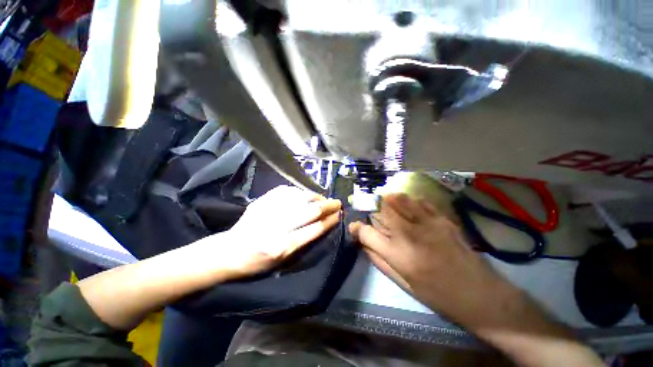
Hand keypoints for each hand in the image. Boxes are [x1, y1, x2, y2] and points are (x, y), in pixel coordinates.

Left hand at [209, 186, 341, 278]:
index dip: (329, 220)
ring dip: (315, 197)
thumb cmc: (257, 263)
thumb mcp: (282, 261)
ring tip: (323, 199)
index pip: (314, 229)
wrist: (228, 252)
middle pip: (309, 211)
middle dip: (327, 205)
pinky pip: (286, 191)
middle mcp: (277, 227)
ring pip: (300, 198)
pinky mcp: (262, 201)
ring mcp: (268, 211)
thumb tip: (321, 224)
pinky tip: (305, 194)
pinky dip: (299, 192)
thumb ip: (303, 243)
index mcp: (282, 247)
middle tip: (337, 203)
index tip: (339, 215)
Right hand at [348, 193, 514, 328]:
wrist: (480, 295)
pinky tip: (409, 206)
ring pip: (400, 199)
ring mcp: (427, 223)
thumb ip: (379, 261)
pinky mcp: (442, 219)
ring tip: (386, 202)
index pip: (366, 233)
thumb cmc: (438, 294)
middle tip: (369, 208)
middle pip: (382, 208)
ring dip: (389, 199)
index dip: (356, 228)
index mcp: (397, 254)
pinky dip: (409, 201)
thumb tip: (364, 244)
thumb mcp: (403, 283)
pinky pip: (419, 201)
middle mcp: (409, 234)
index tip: (355, 227)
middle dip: (371, 206)